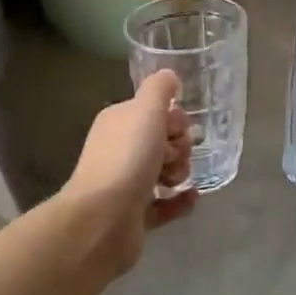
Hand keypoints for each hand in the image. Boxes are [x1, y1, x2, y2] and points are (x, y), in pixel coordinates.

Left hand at [60, 70, 196, 274]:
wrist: (103, 219)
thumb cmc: (127, 157)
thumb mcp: (146, 110)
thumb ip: (160, 88)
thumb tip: (169, 75)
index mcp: (119, 122)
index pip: (155, 112)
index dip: (174, 119)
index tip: (177, 130)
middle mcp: (120, 149)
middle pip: (163, 141)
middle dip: (179, 147)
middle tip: (172, 158)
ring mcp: (126, 184)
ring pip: (165, 171)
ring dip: (180, 172)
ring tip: (175, 181)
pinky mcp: (135, 215)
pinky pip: (165, 204)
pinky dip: (180, 201)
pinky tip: (192, 198)